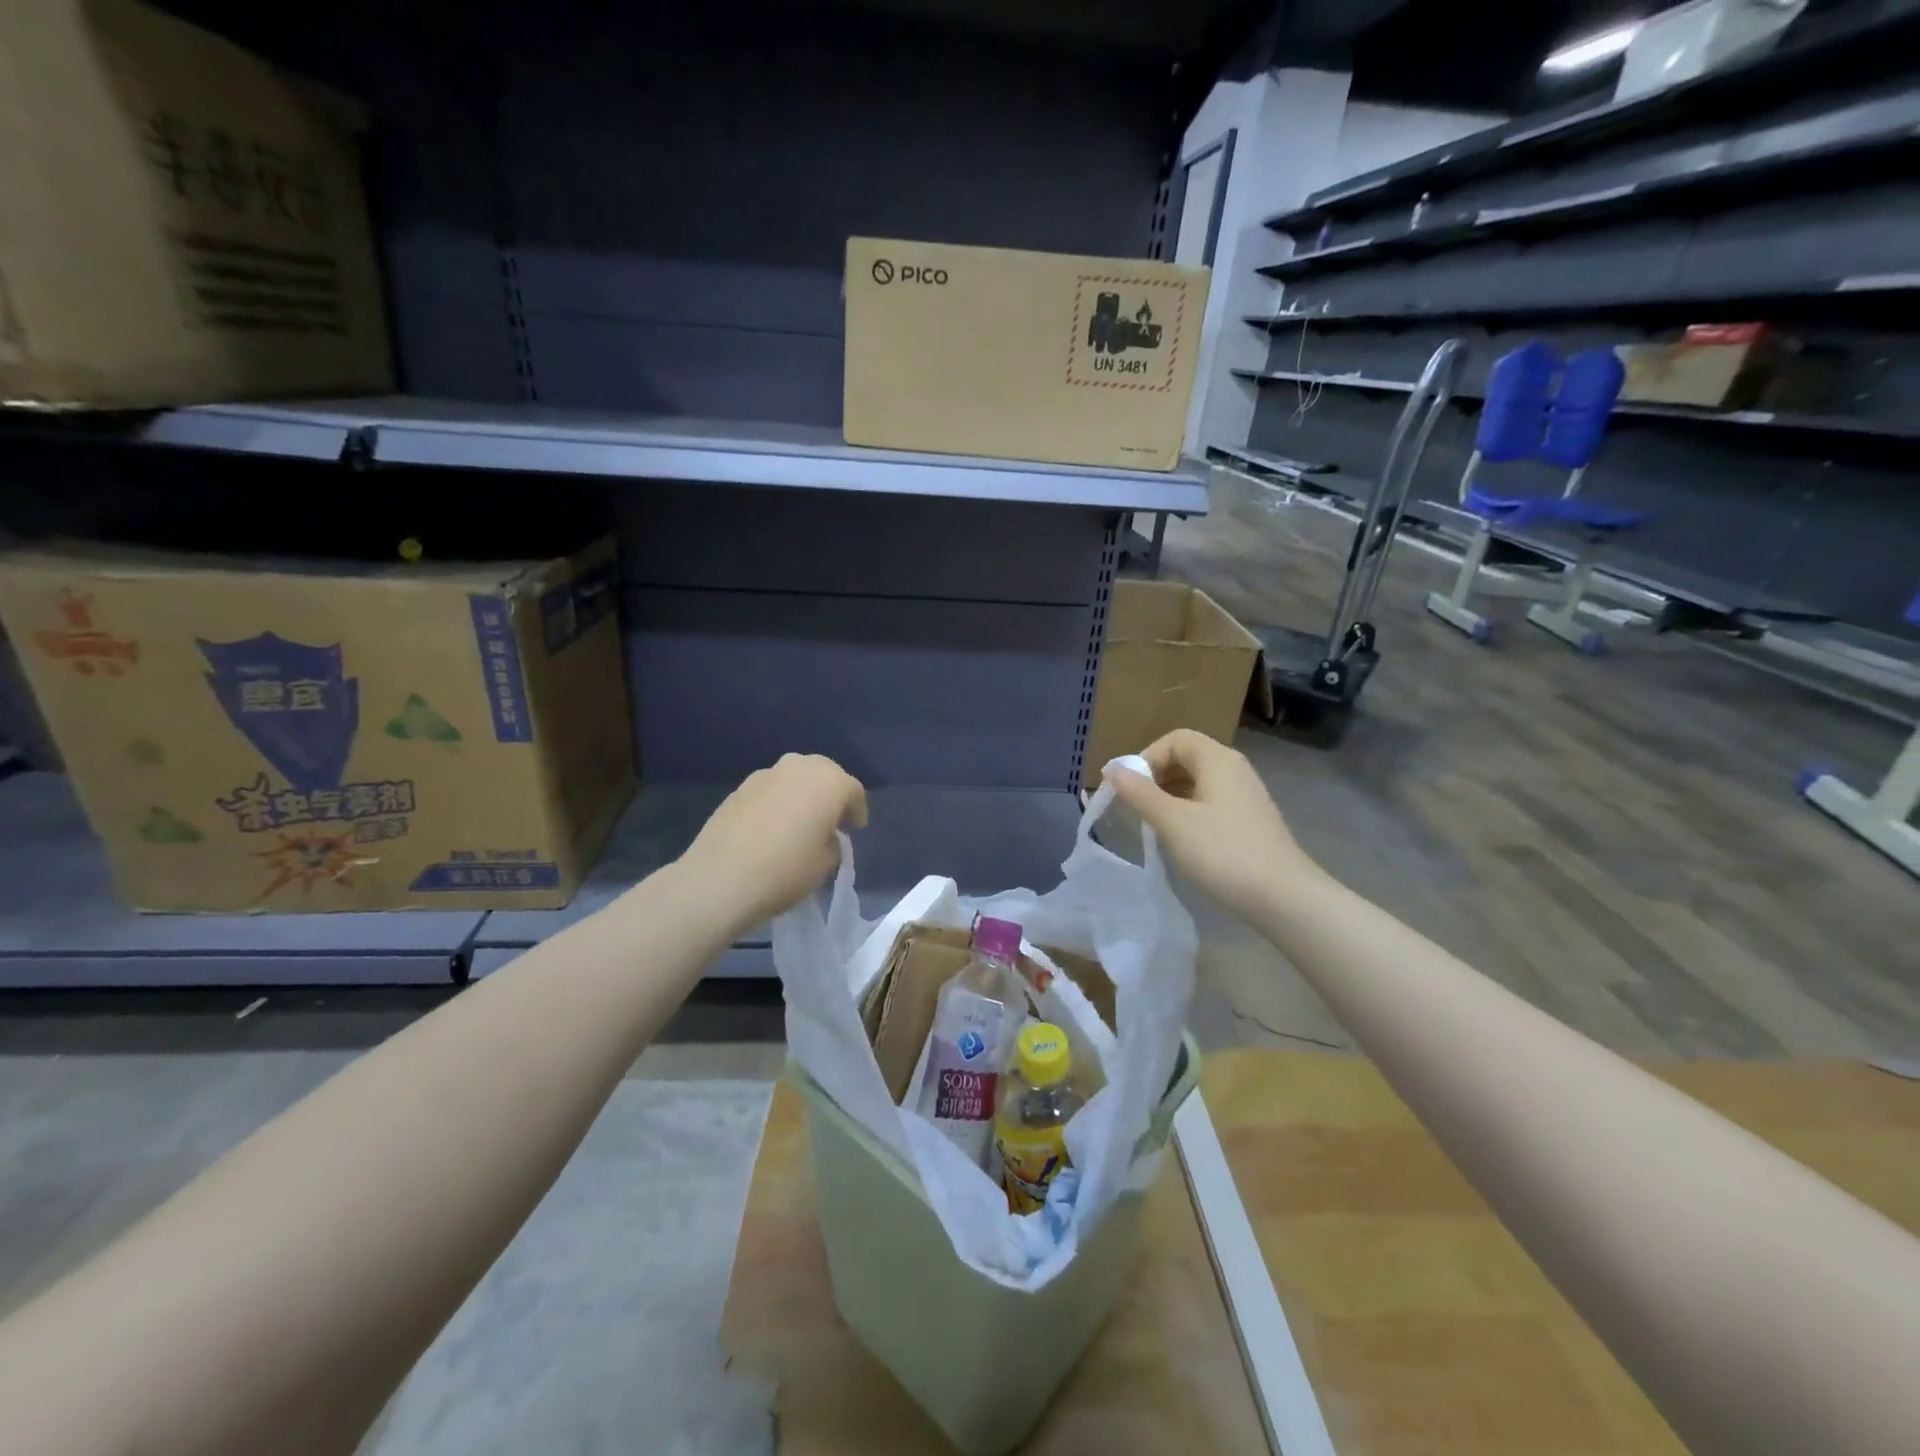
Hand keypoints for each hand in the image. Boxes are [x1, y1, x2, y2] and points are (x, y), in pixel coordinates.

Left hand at [676, 754, 868, 934]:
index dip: (857, 810)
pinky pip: (770, 790)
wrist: (720, 878)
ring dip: (802, 795)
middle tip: (831, 821)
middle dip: (831, 795)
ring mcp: (765, 774)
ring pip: (795, 778)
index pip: (853, 790)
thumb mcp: (826, 863)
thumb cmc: (786, 870)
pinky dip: (777, 802)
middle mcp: (799, 767)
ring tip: (800, 823)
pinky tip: (772, 827)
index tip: (855, 829)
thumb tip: (823, 836)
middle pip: (824, 774)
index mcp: (829, 782)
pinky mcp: (739, 788)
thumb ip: (833, 842)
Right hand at [1105, 729, 1319, 923]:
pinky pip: (1211, 801)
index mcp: (1218, 760)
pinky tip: (1181, 838)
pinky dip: (1189, 810)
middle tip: (1137, 806)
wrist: (1283, 897)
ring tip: (1154, 823)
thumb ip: (1139, 793)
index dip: (1147, 757)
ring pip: (1198, 781)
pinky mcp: (1249, 820)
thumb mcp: (1172, 822)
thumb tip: (1111, 768)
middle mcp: (1234, 769)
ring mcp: (1245, 795)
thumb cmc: (1223, 852)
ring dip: (1170, 795)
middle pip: (1187, 757)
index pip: (1175, 739)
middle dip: (1156, 776)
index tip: (1130, 788)